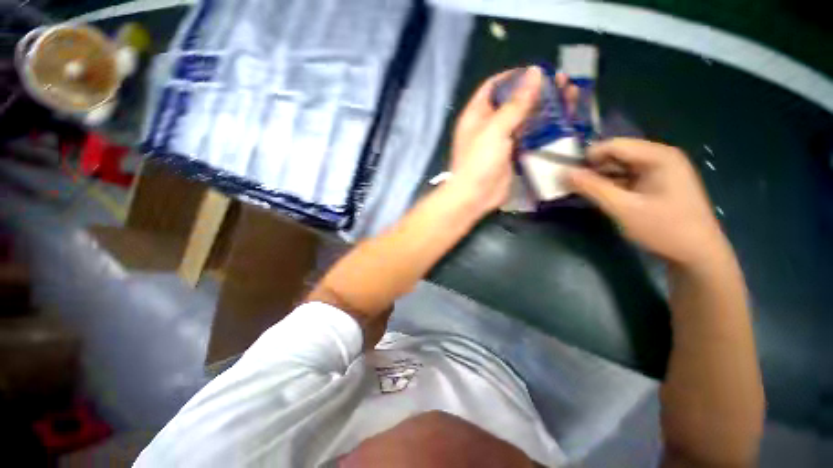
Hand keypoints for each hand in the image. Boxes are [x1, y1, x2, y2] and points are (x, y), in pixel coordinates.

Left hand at [449, 67, 578, 214]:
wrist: (475, 196)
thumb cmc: (478, 162)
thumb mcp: (494, 129)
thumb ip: (515, 103)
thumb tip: (535, 72)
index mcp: (477, 114)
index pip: (494, 86)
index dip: (514, 76)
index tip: (537, 71)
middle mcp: (488, 125)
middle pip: (514, 101)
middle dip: (537, 91)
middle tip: (564, 83)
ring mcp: (501, 140)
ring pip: (525, 119)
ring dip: (545, 109)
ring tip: (571, 96)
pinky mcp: (512, 154)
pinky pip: (529, 137)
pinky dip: (544, 129)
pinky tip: (563, 122)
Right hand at [566, 138, 726, 266]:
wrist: (698, 255)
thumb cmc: (664, 229)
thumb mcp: (623, 209)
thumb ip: (592, 188)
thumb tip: (563, 173)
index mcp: (658, 156)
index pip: (614, 145)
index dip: (588, 158)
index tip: (568, 175)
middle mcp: (660, 157)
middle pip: (617, 155)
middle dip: (593, 169)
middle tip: (573, 187)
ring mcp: (661, 170)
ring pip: (620, 167)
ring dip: (601, 178)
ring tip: (584, 193)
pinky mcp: (658, 184)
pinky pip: (628, 177)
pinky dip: (612, 185)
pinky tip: (602, 197)